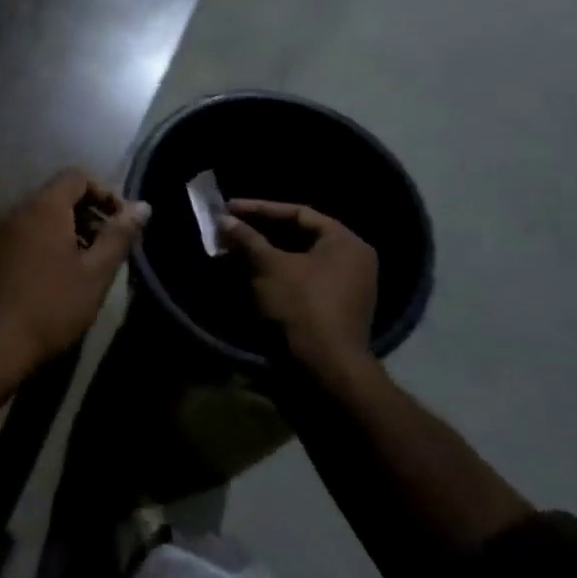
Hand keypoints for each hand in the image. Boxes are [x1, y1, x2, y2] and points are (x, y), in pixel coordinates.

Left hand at [0, 169, 149, 372]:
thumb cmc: (51, 307)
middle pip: (54, 197)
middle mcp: (13, 210)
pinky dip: (36, 246)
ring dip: (60, 232)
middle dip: (84, 216)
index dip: (103, 194)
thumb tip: (142, 207)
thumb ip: (119, 235)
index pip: (76, 177)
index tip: (119, 224)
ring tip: (77, 267)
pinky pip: (15, 237)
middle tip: (102, 250)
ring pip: (34, 218)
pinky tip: (45, 280)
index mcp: (43, 207)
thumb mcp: (95, 274)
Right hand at [219, 200, 377, 375]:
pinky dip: (275, 275)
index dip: (260, 208)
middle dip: (260, 232)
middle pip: (299, 236)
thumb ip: (246, 239)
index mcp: (345, 242)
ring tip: (232, 251)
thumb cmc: (301, 306)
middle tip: (229, 228)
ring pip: (297, 260)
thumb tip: (224, 219)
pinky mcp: (333, 310)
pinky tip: (247, 275)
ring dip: (264, 254)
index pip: (298, 213)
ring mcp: (346, 288)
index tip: (230, 207)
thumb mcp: (269, 266)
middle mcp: (352, 261)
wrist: (325, 369)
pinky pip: (301, 281)